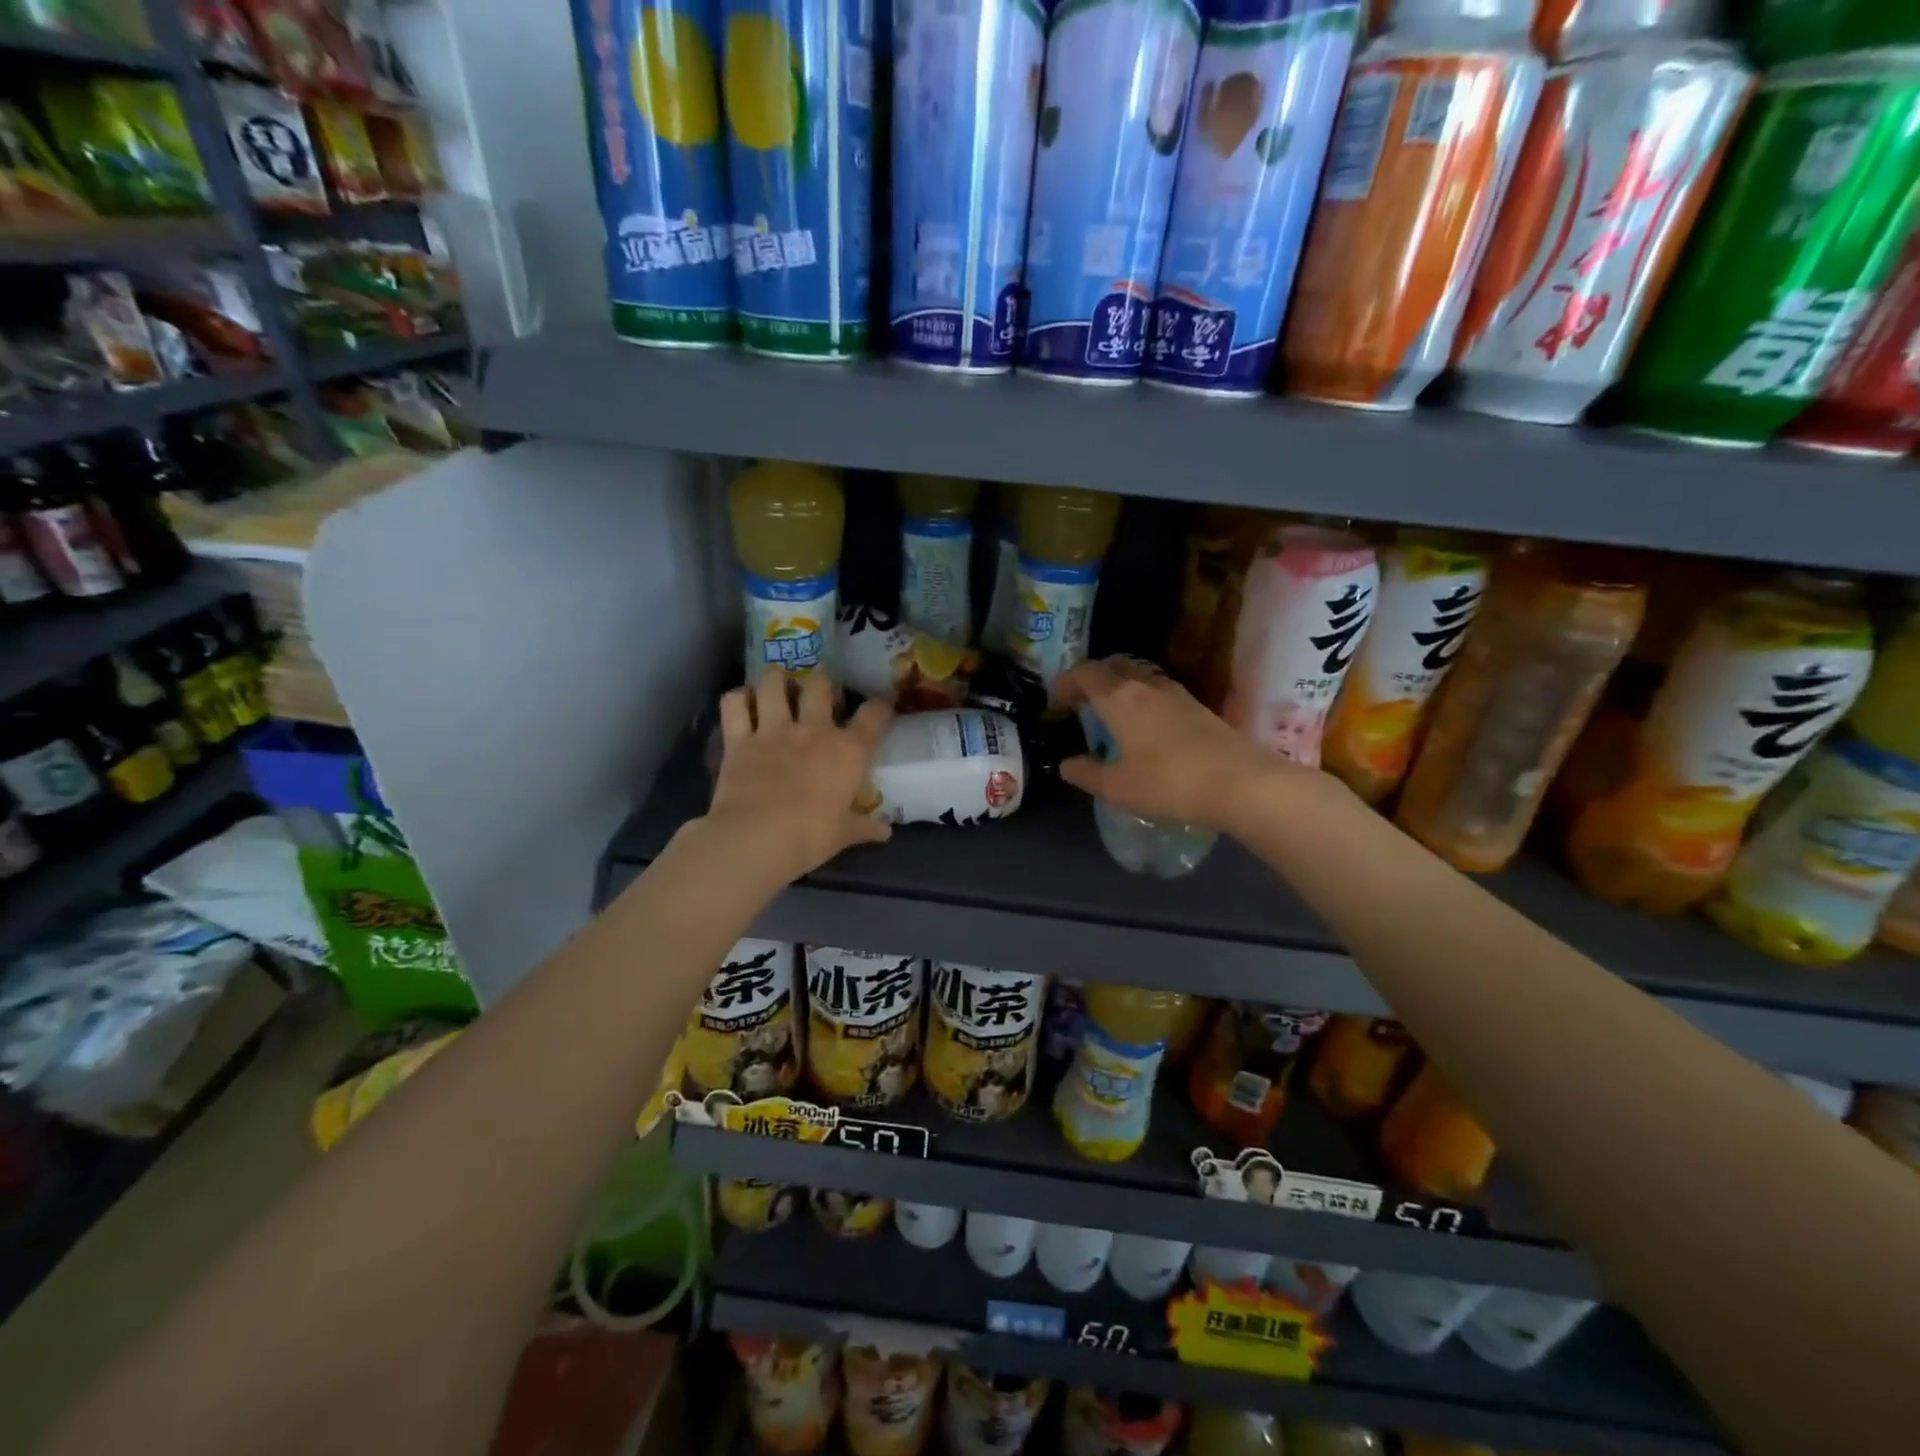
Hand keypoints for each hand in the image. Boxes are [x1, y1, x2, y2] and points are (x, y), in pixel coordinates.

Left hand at [702, 669, 894, 883]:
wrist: (757, 839)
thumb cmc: (810, 837)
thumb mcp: (844, 834)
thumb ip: (865, 827)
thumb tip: (885, 832)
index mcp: (848, 751)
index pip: (874, 716)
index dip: (882, 705)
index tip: (883, 703)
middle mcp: (813, 730)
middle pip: (821, 685)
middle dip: (823, 685)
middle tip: (821, 698)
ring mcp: (773, 730)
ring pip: (774, 682)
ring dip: (778, 679)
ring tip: (779, 686)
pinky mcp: (738, 739)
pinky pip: (734, 703)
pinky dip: (738, 698)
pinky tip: (743, 702)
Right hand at [1052, 657, 1295, 831]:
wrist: (1241, 783)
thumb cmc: (1169, 783)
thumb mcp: (1118, 787)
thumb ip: (1087, 773)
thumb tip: (1065, 764)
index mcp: (1120, 698)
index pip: (1085, 674)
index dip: (1066, 683)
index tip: (1055, 702)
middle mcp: (1146, 686)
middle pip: (1113, 665)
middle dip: (1093, 677)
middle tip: (1081, 700)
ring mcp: (1176, 694)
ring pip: (1139, 675)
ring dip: (1119, 686)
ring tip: (1110, 712)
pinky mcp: (1198, 707)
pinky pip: (1158, 690)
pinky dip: (1141, 698)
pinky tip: (1144, 724)